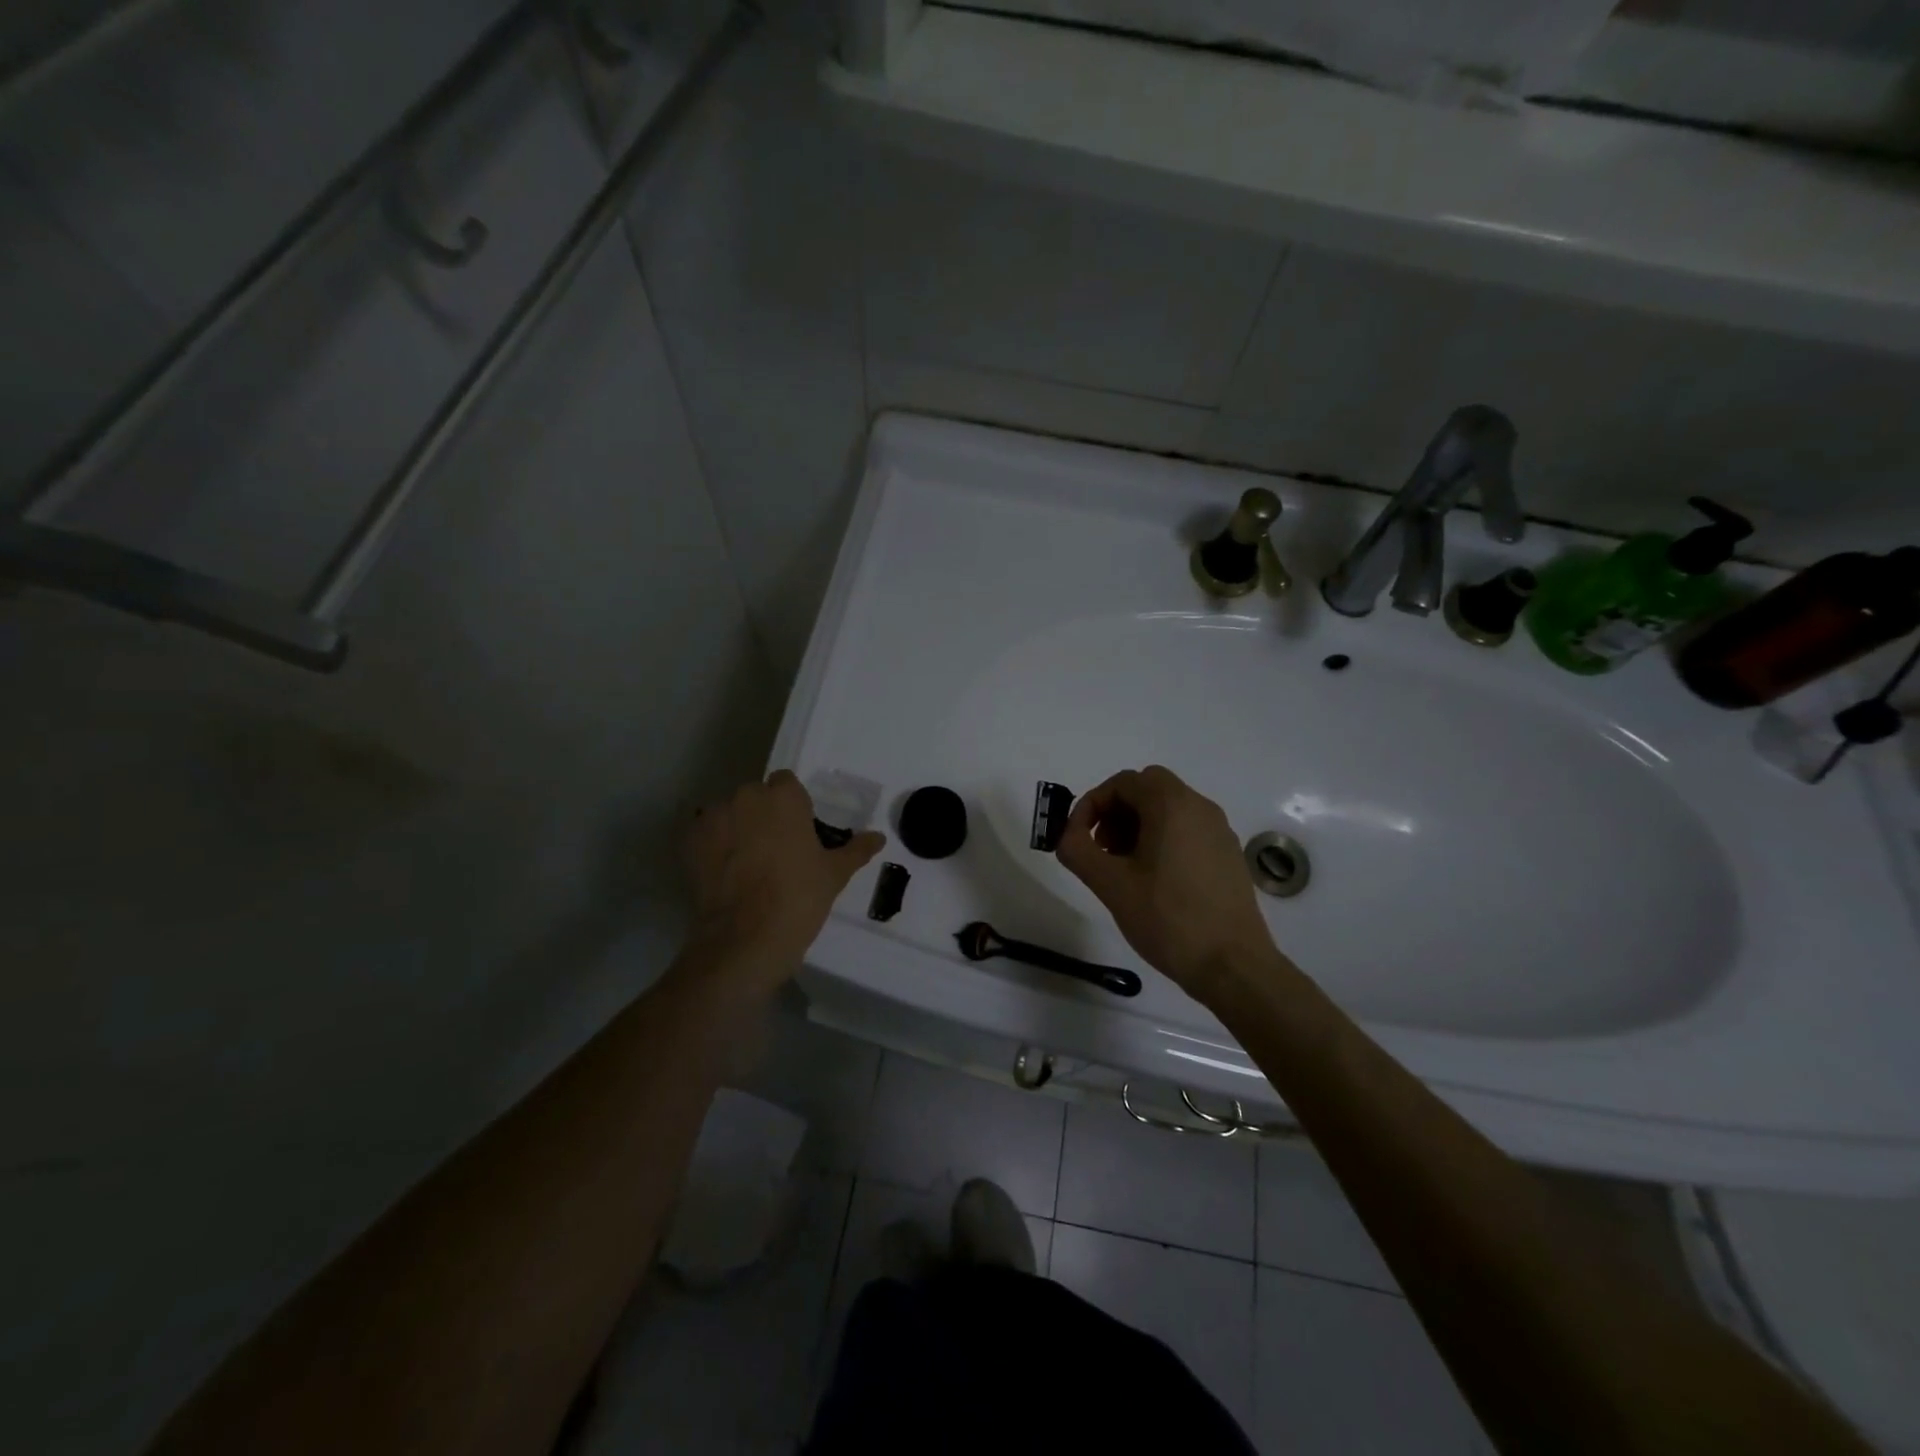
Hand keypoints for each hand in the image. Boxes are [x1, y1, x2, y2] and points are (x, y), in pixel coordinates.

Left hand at [682, 771, 883, 993]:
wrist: (744, 941)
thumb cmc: (798, 900)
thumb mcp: (834, 875)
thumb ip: (856, 850)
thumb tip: (878, 837)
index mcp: (783, 798)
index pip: (787, 784)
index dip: (793, 805)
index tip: (800, 831)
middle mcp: (745, 798)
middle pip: (756, 797)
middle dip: (764, 815)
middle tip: (777, 850)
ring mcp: (712, 819)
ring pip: (729, 814)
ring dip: (737, 828)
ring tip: (747, 865)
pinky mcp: (689, 844)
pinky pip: (705, 834)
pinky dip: (714, 847)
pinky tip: (724, 873)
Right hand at [1055, 765, 1283, 1002]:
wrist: (1233, 965)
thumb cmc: (1168, 919)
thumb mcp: (1110, 884)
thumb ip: (1077, 850)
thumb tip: (1067, 836)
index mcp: (1172, 805)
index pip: (1122, 782)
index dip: (1092, 804)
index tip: (1077, 838)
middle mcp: (1200, 807)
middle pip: (1147, 790)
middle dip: (1115, 813)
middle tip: (1100, 849)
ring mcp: (1219, 831)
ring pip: (1168, 810)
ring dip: (1137, 827)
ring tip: (1122, 869)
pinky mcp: (1228, 855)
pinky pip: (1187, 830)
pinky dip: (1162, 840)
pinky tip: (1153, 882)